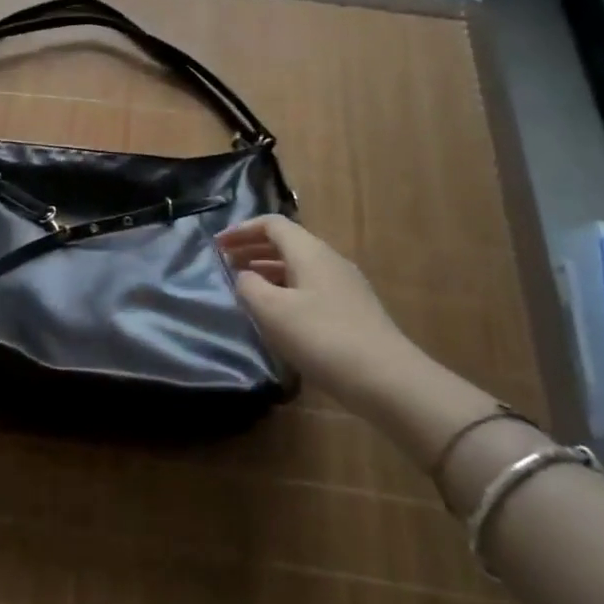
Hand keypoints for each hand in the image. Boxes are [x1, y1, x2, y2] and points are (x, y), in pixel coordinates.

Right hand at [217, 215, 424, 415]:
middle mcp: (329, 259)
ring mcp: (344, 284)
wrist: (386, 379)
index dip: (242, 230)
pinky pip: (310, 285)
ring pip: (298, 265)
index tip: (217, 245)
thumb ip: (249, 286)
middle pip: (286, 242)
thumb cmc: (321, 337)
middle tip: (225, 262)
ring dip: (268, 269)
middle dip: (252, 248)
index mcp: (309, 251)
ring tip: (245, 285)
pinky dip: (285, 287)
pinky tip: (277, 311)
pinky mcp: (352, 309)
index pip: (272, 224)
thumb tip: (244, 276)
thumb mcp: (272, 310)